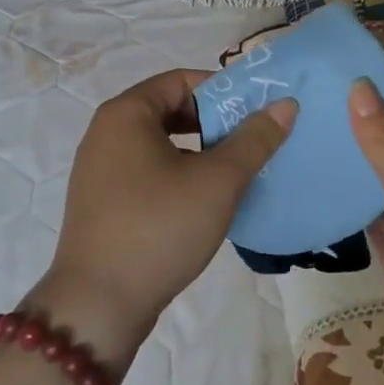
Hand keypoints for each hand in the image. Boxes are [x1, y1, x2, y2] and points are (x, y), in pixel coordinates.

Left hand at [31, 70, 295, 378]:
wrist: (98, 303)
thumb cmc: (159, 228)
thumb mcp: (217, 182)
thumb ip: (253, 140)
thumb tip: (285, 104)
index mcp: (125, 114)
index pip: (180, 81)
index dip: (222, 91)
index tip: (256, 112)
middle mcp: (105, 132)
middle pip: (168, 110)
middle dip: (212, 123)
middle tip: (251, 143)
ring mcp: (98, 168)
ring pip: (158, 144)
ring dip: (197, 152)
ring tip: (234, 173)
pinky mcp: (101, 201)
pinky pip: (144, 171)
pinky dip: (175, 174)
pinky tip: (202, 202)